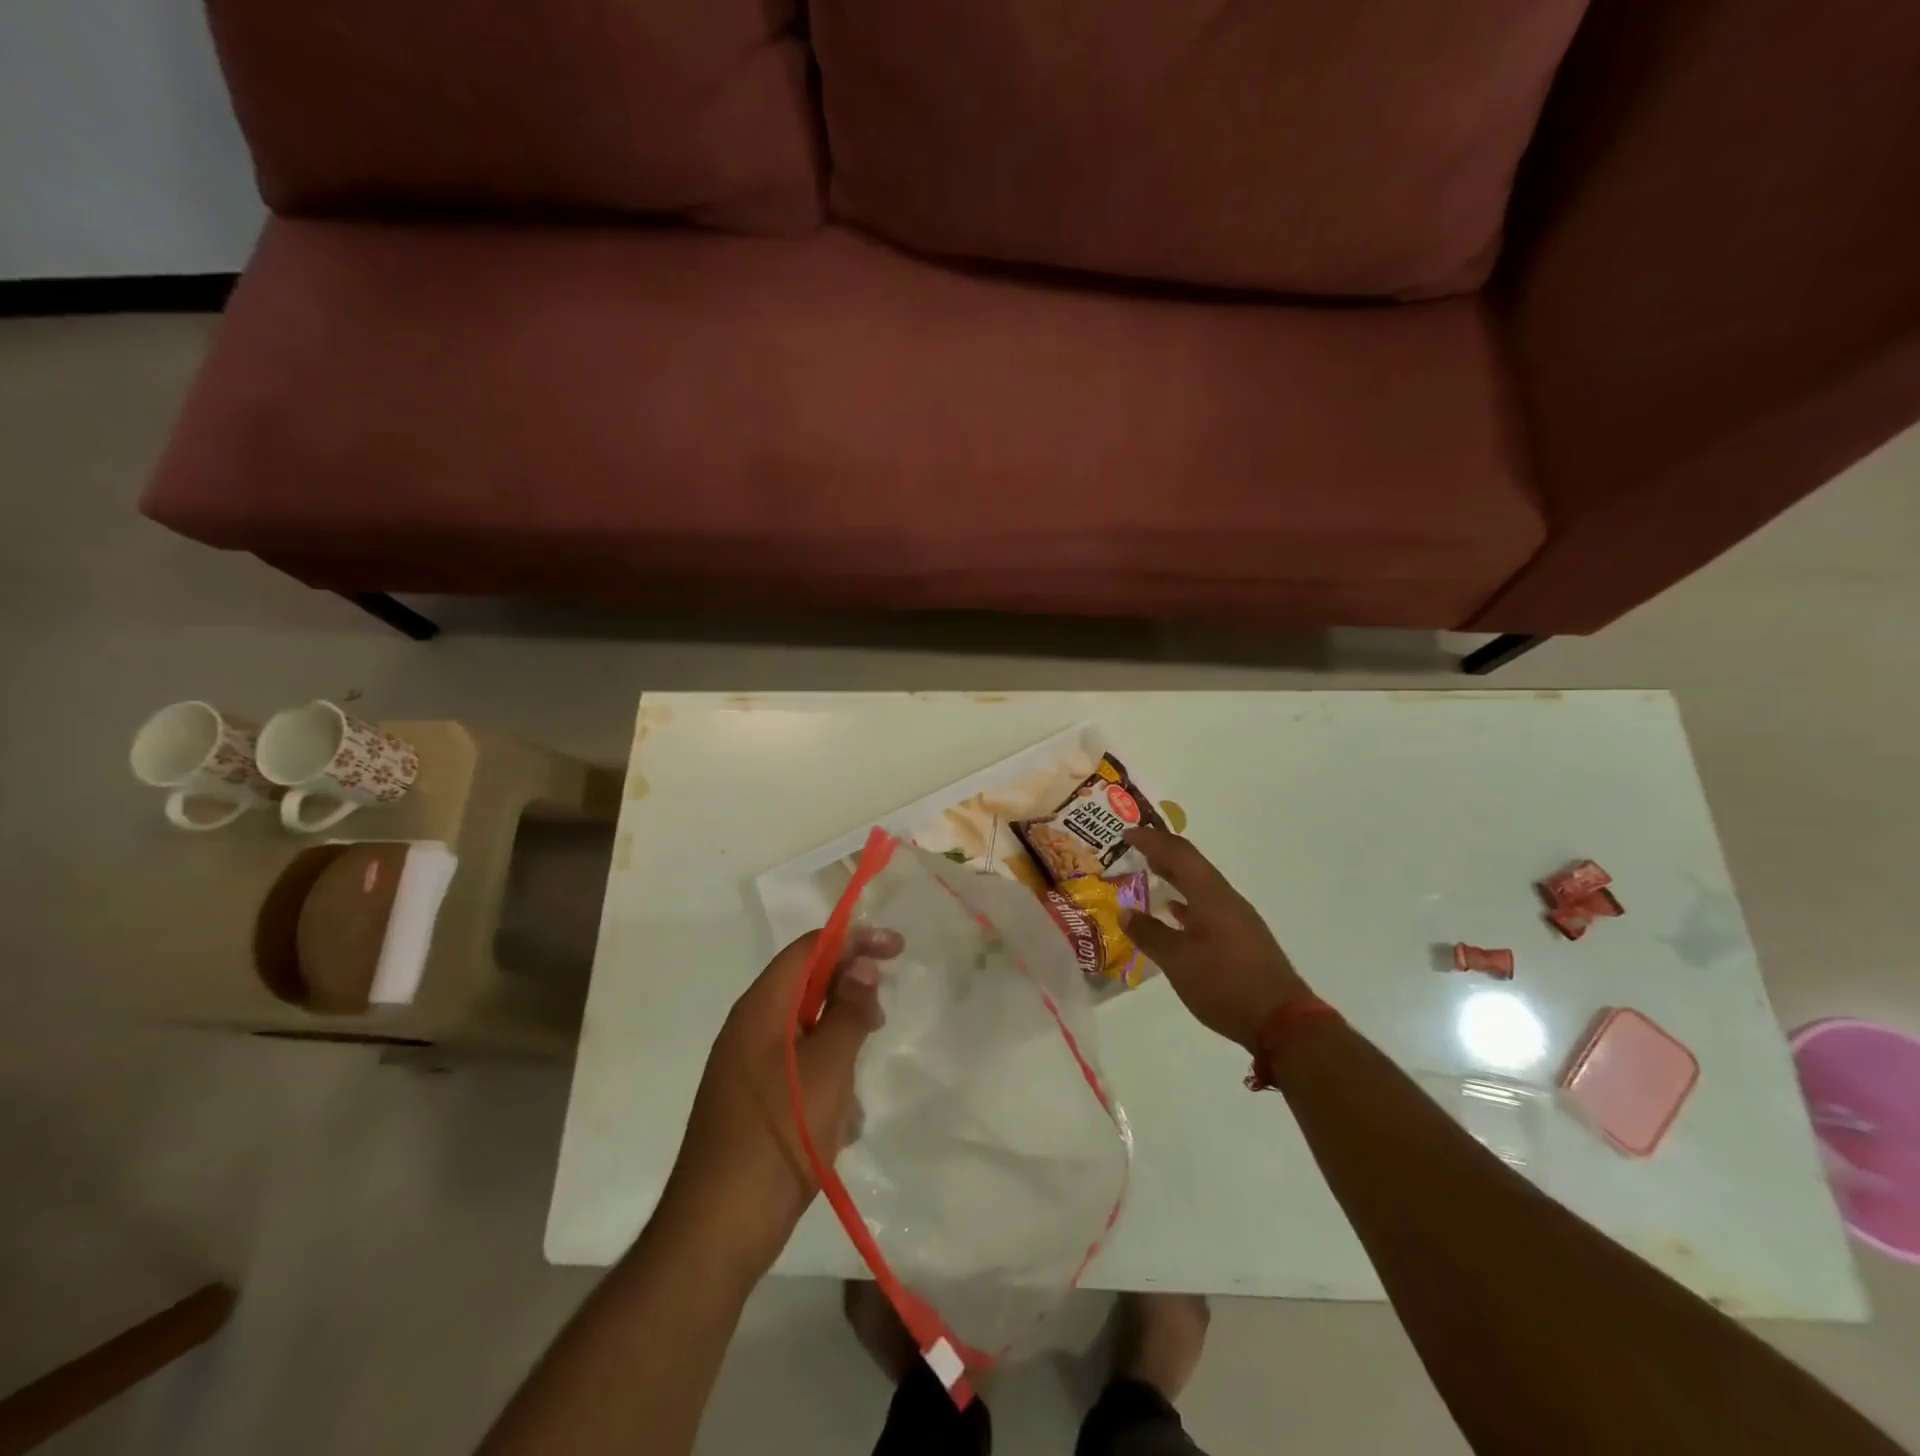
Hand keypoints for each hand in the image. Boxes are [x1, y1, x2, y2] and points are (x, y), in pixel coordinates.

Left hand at [660, 927, 898, 1275]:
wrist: (717, 1232)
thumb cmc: (778, 1137)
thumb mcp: (828, 1068)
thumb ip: (848, 1010)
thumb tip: (861, 964)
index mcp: (760, 1009)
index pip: (809, 949)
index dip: (854, 940)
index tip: (897, 948)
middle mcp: (748, 1030)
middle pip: (806, 987)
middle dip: (849, 995)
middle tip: (881, 1017)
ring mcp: (746, 1069)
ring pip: (806, 1032)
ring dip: (840, 1044)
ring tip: (858, 1081)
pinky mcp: (751, 1103)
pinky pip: (797, 1070)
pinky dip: (824, 1080)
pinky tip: (841, 1121)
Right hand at [1122, 828, 1311, 1050]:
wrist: (1283, 1023)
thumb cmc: (1225, 984)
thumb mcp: (1178, 961)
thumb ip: (1150, 934)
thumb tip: (1126, 913)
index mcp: (1211, 896)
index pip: (1179, 854)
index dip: (1152, 840)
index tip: (1127, 834)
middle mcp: (1226, 900)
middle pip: (1192, 866)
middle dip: (1163, 854)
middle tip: (1134, 849)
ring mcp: (1237, 919)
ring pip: (1200, 886)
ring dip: (1175, 877)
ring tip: (1149, 875)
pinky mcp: (1242, 939)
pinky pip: (1207, 907)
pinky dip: (1186, 903)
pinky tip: (1174, 914)